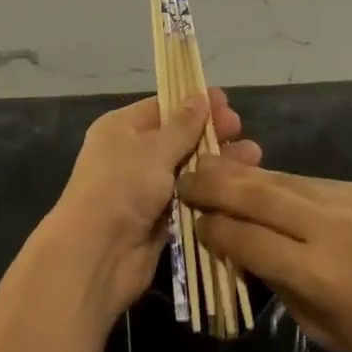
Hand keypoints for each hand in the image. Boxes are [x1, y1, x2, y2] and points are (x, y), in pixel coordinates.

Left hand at [42, 88, 261, 324]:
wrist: (97, 255)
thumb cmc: (122, 186)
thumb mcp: (154, 149)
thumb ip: (182, 126)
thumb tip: (198, 96)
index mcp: (122, 128)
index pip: (163, 107)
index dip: (194, 104)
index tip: (226, 102)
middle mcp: (132, 155)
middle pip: (178, 138)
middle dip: (210, 133)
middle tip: (242, 130)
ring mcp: (145, 189)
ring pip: (187, 170)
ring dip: (216, 164)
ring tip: (253, 157)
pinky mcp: (158, 221)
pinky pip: (188, 200)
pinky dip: (210, 194)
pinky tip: (239, 188)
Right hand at [179, 162, 351, 351]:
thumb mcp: (325, 331)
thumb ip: (280, 284)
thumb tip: (242, 248)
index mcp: (321, 274)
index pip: (248, 239)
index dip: (214, 229)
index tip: (191, 221)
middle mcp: (331, 227)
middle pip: (257, 193)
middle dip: (214, 183)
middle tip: (185, 176)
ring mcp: (350, 199)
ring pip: (281, 179)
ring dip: (243, 176)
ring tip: (214, 169)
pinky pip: (311, 182)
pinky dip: (282, 185)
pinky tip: (265, 186)